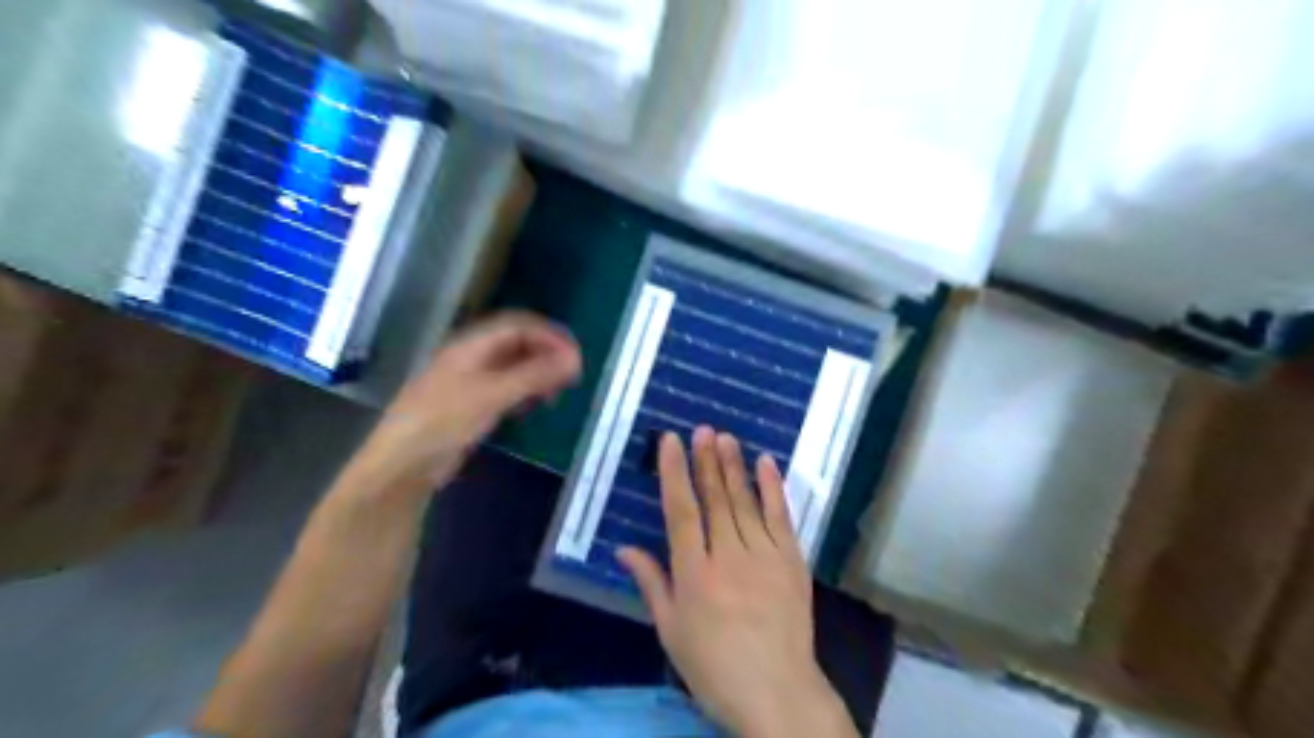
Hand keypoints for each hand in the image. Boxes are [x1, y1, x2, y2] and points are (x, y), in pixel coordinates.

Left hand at [355, 311, 579, 501]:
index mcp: (471, 346)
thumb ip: (534, 375)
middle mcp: (470, 358)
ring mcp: (469, 382)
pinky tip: (536, 404)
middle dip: (546, 353)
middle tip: (573, 374)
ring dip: (538, 373)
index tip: (576, 355)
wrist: (403, 465)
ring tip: (559, 390)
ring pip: (512, 367)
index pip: (517, 325)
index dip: (549, 335)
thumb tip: (575, 358)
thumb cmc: (444, 422)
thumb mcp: (492, 394)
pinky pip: (505, 389)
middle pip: (516, 343)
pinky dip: (525, 391)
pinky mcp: (470, 406)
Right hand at [619, 425, 859, 736]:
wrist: (777, 691)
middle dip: (707, 460)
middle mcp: (729, 556)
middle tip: (703, 428)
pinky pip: (780, 517)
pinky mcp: (792, 560)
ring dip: (734, 466)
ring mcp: (765, 555)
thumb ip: (651, 584)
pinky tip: (765, 463)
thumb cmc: (714, 666)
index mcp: (695, 574)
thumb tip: (624, 549)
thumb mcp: (671, 631)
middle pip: (716, 499)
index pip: (682, 512)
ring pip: (745, 501)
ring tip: (725, 437)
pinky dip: (773, 488)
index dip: (675, 473)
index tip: (671, 441)